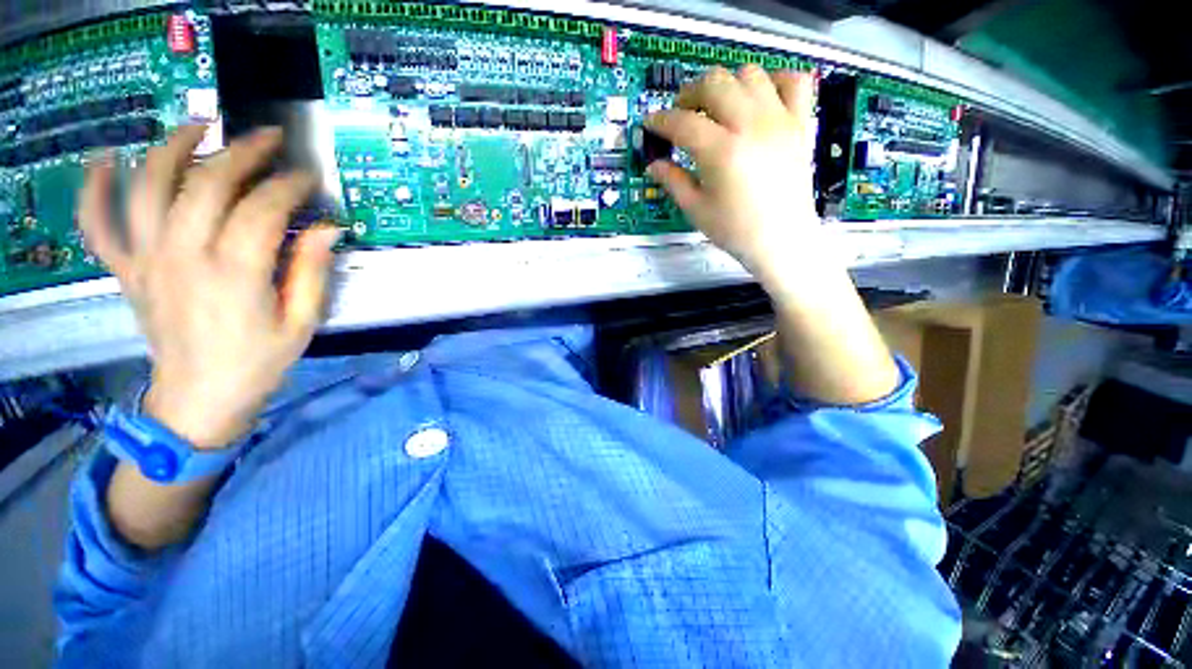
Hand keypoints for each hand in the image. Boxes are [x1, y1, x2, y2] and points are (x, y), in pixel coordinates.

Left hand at [79, 127, 339, 448]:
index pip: (262, 210)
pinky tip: (105, 159)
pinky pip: (98, 224)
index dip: (288, 186)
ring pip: (149, 188)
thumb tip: (328, 229)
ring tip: (197, 126)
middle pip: (206, 185)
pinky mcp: (127, 270)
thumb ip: (312, 272)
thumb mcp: (301, 322)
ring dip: (171, 148)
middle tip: (266, 137)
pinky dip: (94, 188)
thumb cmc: (258, 362)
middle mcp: (184, 256)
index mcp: (235, 274)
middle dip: (240, 153)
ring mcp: (148, 260)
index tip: (308, 176)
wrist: (199, 398)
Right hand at [645, 66, 831, 283]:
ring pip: (750, 73)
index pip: (683, 122)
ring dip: (726, 84)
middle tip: (682, 114)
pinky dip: (773, 81)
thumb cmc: (735, 231)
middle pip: (714, 83)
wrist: (782, 241)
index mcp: (721, 152)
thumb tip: (653, 164)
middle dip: (689, 93)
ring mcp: (780, 120)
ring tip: (717, 106)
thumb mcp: (696, 210)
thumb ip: (673, 181)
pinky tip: (759, 99)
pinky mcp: (801, 123)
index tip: (650, 123)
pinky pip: (793, 81)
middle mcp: (751, 125)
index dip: (661, 120)